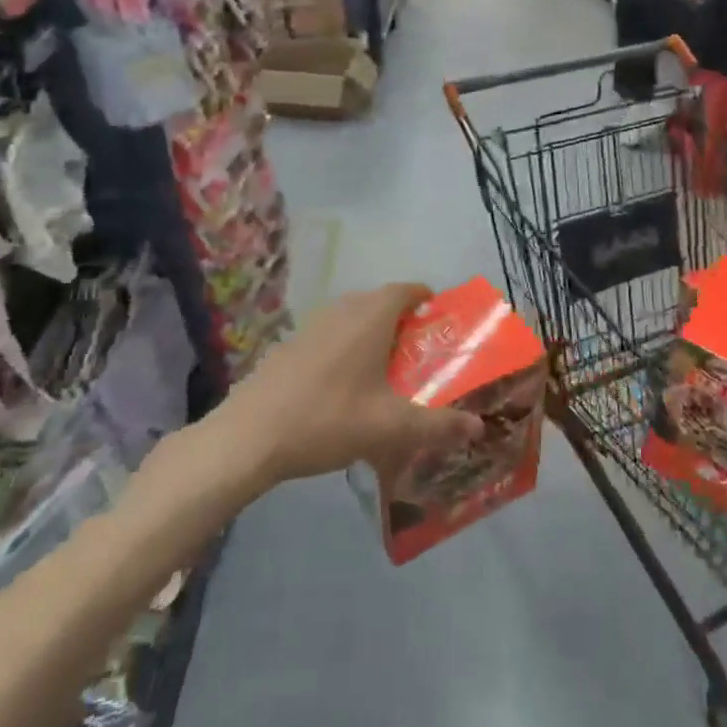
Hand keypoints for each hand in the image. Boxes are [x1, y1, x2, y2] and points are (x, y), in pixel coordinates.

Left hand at [222, 284, 484, 485]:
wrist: (248, 437)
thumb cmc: (328, 420)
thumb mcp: (390, 428)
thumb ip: (438, 426)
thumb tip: (478, 427)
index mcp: (369, 317)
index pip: (406, 289)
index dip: (426, 298)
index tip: (440, 318)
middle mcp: (341, 311)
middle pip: (379, 301)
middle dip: (403, 320)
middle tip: (420, 351)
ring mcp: (310, 326)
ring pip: (352, 318)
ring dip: (372, 334)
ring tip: (386, 369)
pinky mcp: (289, 346)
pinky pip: (330, 335)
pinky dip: (346, 348)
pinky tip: (344, 386)